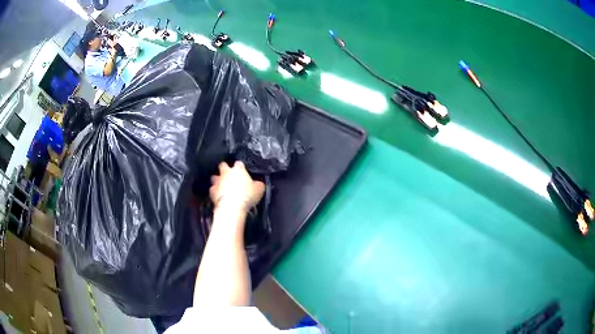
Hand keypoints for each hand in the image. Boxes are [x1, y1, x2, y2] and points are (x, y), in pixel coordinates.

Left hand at [210, 161, 264, 212]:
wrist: (232, 206)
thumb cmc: (247, 196)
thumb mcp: (259, 189)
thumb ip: (258, 184)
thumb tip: (258, 183)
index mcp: (238, 170)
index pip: (239, 163)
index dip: (240, 167)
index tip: (242, 171)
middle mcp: (226, 173)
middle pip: (222, 165)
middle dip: (224, 168)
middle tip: (228, 173)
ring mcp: (217, 181)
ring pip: (214, 176)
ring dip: (217, 179)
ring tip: (220, 184)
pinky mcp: (212, 191)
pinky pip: (212, 189)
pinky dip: (214, 191)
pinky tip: (217, 195)